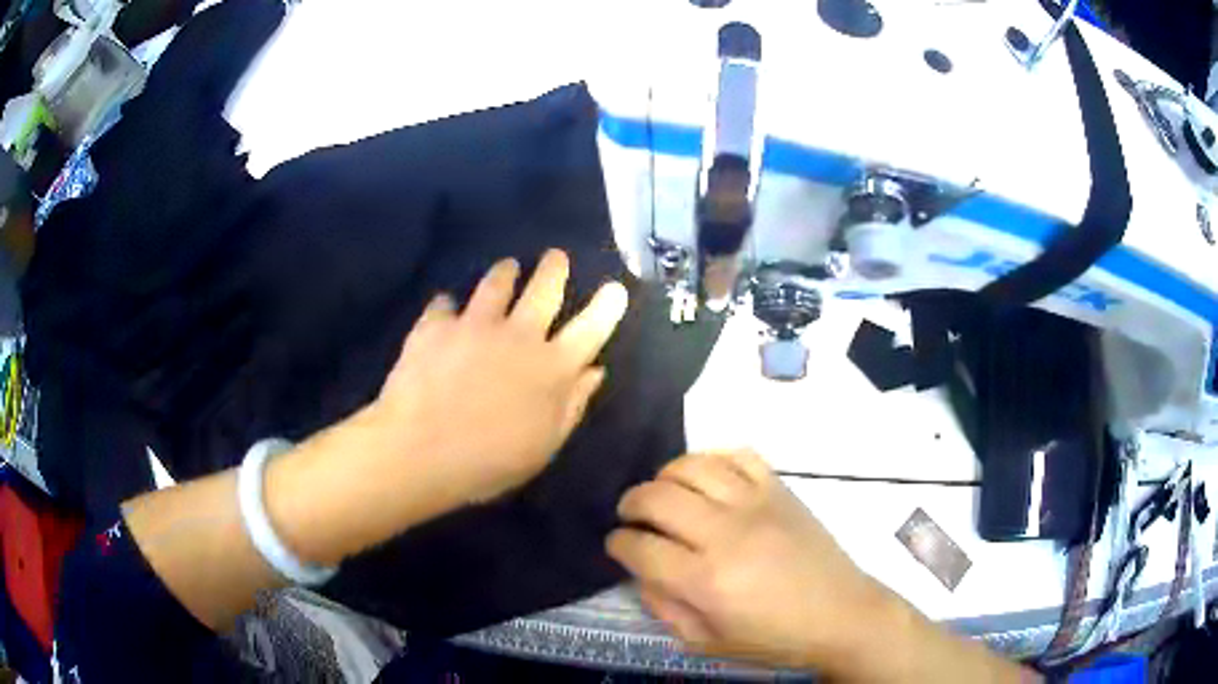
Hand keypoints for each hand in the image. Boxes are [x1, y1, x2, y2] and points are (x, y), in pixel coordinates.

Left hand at [372, 249, 628, 503]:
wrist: (420, 449)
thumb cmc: (489, 461)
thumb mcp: (544, 445)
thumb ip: (572, 405)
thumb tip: (594, 371)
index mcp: (552, 368)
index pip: (589, 329)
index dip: (605, 307)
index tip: (615, 287)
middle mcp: (518, 335)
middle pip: (543, 290)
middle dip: (554, 270)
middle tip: (556, 256)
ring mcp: (475, 325)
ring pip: (496, 284)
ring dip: (505, 273)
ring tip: (508, 266)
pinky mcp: (436, 326)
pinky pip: (444, 305)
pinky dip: (448, 305)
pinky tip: (445, 304)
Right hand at [606, 451, 890, 671]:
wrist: (840, 614)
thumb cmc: (772, 638)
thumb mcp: (706, 642)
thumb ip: (664, 607)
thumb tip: (642, 570)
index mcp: (705, 581)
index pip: (639, 548)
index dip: (618, 544)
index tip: (618, 545)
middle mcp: (726, 534)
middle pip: (657, 498)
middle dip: (631, 503)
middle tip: (631, 516)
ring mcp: (756, 504)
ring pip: (693, 467)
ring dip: (665, 476)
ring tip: (664, 492)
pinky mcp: (781, 489)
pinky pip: (739, 455)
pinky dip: (713, 458)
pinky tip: (707, 477)